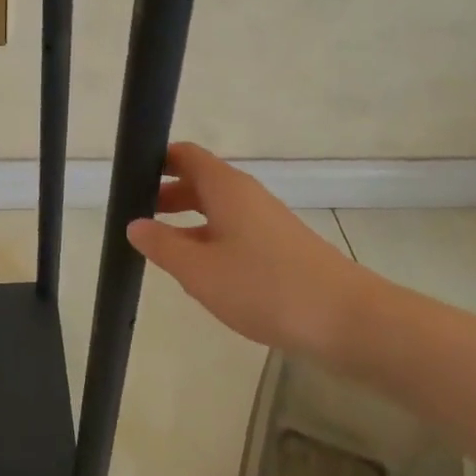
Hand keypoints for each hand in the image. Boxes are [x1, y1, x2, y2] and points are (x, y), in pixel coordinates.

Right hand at [126, 142, 389, 365]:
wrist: (347, 320)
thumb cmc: (264, 287)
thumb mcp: (199, 270)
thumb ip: (162, 246)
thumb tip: (134, 224)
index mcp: (226, 188)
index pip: (185, 155)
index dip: (156, 161)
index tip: (128, 179)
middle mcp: (247, 196)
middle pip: (200, 182)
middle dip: (166, 195)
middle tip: (135, 217)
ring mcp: (267, 222)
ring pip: (218, 210)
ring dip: (187, 222)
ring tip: (160, 248)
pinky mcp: (281, 249)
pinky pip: (235, 233)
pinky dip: (210, 241)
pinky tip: (201, 273)